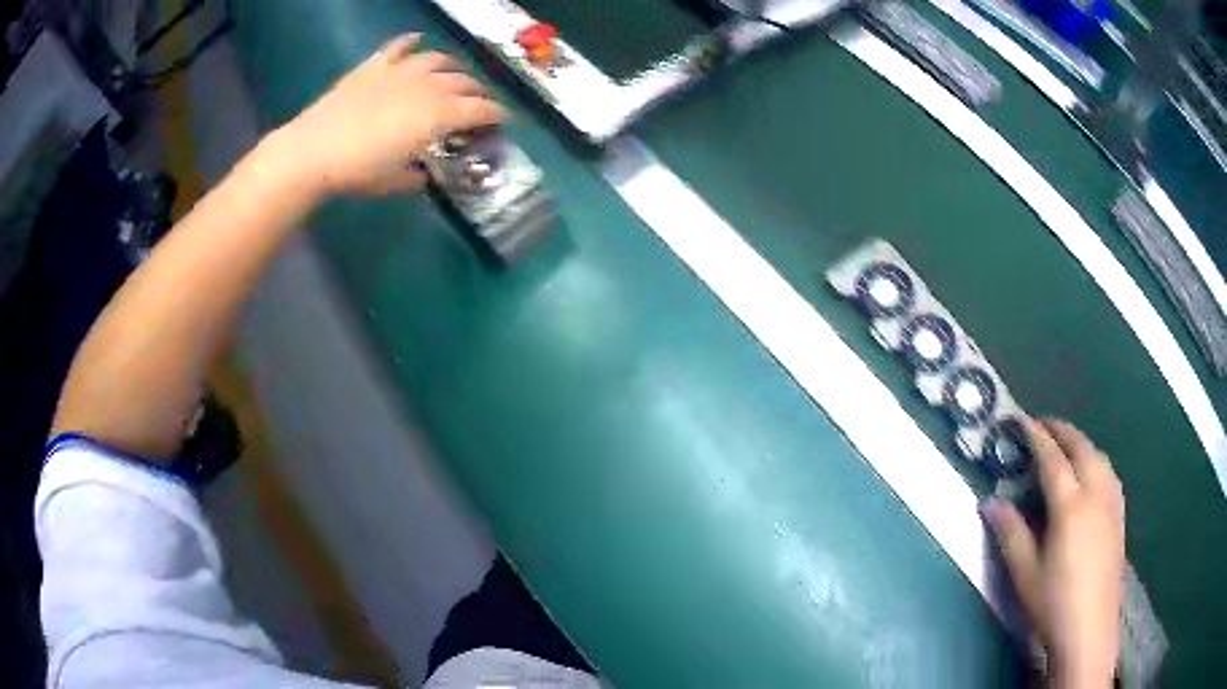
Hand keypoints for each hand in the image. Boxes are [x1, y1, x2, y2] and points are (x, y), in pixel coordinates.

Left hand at [272, 34, 505, 196]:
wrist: (313, 151)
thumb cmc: (357, 171)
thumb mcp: (393, 182)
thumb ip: (416, 175)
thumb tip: (423, 173)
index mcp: (438, 115)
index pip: (481, 109)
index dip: (497, 114)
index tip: (505, 120)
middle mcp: (428, 86)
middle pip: (464, 81)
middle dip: (478, 91)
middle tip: (479, 102)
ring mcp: (401, 71)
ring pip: (438, 60)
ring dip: (452, 66)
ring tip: (454, 74)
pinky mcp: (374, 66)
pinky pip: (398, 47)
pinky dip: (410, 42)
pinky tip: (416, 41)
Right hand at [984, 418, 1124, 688]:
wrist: (1090, 629)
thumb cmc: (1053, 604)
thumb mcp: (1024, 574)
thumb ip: (1010, 534)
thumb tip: (990, 502)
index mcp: (1070, 507)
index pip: (1053, 460)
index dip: (1038, 438)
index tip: (1023, 421)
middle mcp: (1095, 495)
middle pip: (1081, 448)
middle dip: (1062, 430)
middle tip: (1043, 424)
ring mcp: (1111, 504)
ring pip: (1099, 457)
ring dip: (1081, 442)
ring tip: (1066, 443)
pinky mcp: (1119, 516)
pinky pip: (1109, 473)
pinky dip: (1096, 459)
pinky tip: (1092, 472)